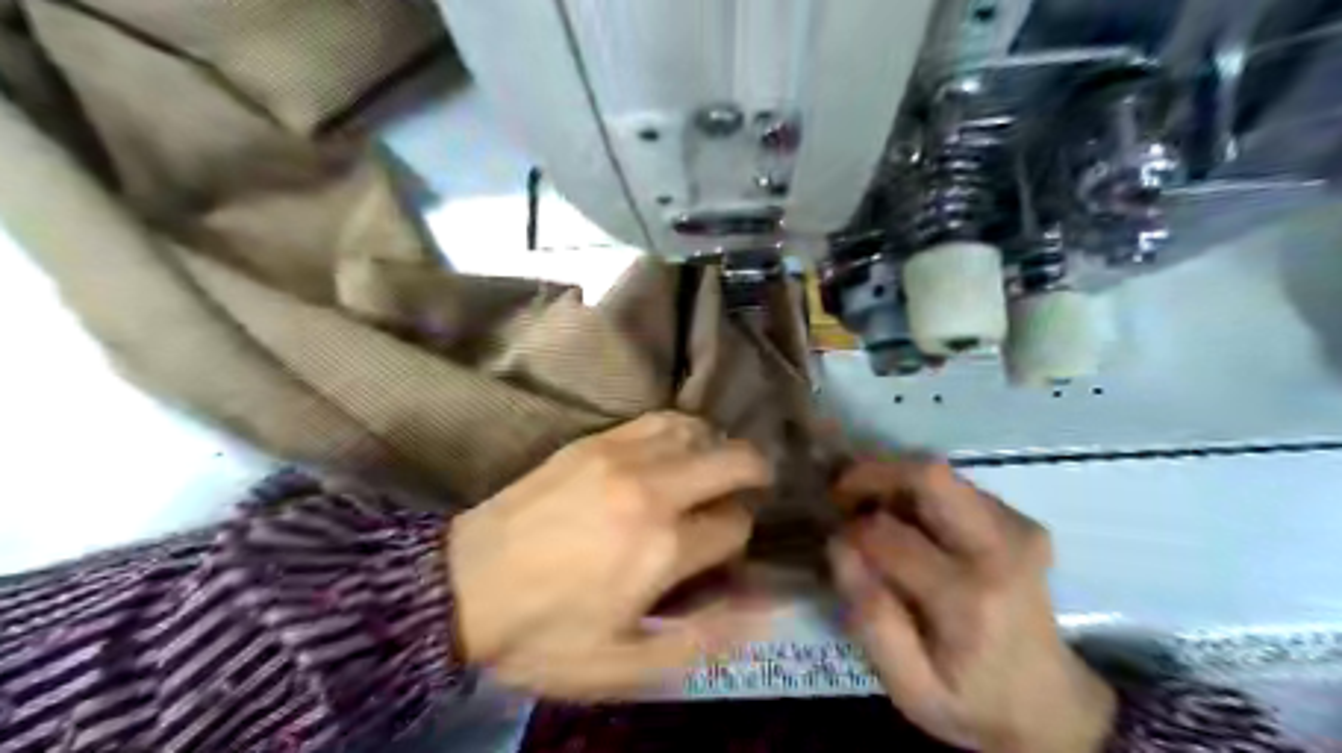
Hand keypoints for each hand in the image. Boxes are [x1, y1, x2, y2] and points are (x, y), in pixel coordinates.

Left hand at [446, 415, 770, 697]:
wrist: (462, 586)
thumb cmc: (544, 633)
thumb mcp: (622, 664)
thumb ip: (701, 639)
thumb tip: (764, 610)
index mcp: (663, 548)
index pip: (735, 525)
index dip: (738, 540)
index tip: (722, 552)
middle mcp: (653, 490)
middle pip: (734, 461)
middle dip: (755, 476)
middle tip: (751, 491)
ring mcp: (621, 457)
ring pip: (700, 432)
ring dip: (718, 450)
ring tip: (714, 470)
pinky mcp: (595, 441)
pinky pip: (659, 419)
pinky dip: (683, 429)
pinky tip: (678, 448)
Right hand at [837, 457, 1116, 752]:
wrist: (1053, 708)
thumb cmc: (974, 704)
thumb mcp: (910, 689)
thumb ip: (871, 621)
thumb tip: (840, 547)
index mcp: (970, 597)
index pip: (889, 535)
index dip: (850, 531)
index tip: (836, 545)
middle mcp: (1001, 548)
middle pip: (929, 475)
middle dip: (872, 474)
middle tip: (841, 496)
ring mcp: (1018, 529)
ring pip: (939, 473)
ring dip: (893, 481)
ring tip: (867, 509)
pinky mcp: (1020, 521)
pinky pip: (955, 486)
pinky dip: (918, 492)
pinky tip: (905, 521)